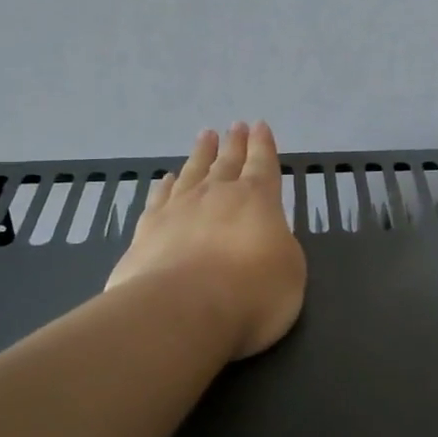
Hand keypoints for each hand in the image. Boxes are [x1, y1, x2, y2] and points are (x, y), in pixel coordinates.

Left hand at [107, 121, 306, 360]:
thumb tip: (264, 238)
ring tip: (205, 137)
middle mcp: (217, 195)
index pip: (263, 164)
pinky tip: (167, 178)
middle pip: (227, 162)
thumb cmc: (252, 293)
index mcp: (257, 200)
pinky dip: (165, 185)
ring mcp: (178, 209)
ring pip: (192, 172)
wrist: (181, 311)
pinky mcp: (147, 230)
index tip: (259, 126)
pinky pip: (160, 198)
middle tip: (235, 126)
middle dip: (234, 144)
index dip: (263, 146)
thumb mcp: (290, 271)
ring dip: (200, 154)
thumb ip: (278, 246)